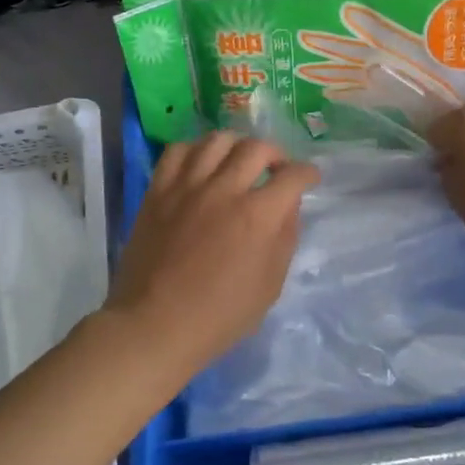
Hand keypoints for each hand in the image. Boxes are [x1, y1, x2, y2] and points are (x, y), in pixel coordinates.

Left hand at [106, 133, 318, 377]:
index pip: (293, 175)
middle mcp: (224, 190)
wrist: (155, 324)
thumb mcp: (270, 285)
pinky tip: (200, 164)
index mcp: (258, 216)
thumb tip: (288, 206)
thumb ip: (285, 238)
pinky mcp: (158, 191)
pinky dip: (195, 150)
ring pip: (216, 140)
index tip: (309, 178)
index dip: (307, 173)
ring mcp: (187, 187)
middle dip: (275, 153)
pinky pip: (177, 151)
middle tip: (276, 169)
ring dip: (236, 145)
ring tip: (238, 160)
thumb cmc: (220, 315)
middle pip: (256, 147)